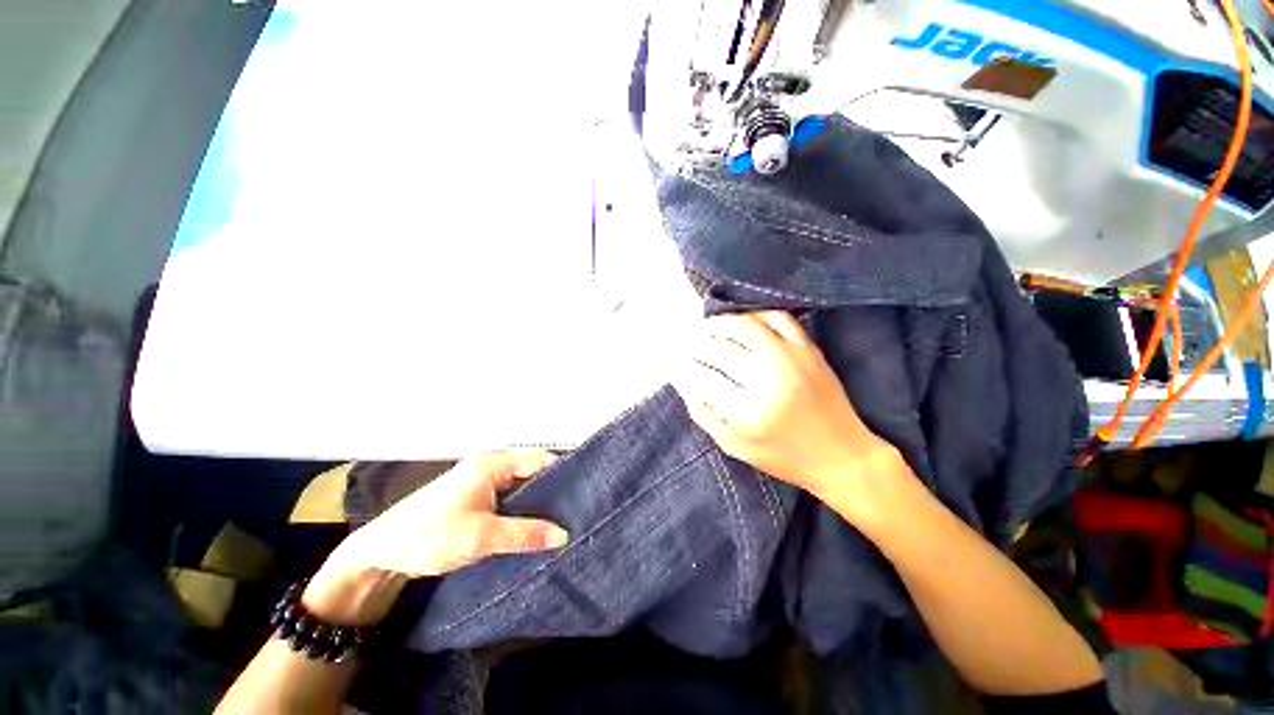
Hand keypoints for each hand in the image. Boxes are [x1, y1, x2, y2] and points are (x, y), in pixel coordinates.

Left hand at [304, 451, 568, 625]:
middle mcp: (490, 466)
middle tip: (576, 510)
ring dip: (538, 502)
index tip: (584, 492)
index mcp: (492, 463)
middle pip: (532, 471)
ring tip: (562, 519)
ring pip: (521, 486)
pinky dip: (523, 509)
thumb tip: (564, 535)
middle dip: (553, 490)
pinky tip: (535, 526)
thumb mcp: (481, 537)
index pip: (539, 459)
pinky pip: (510, 498)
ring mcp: (482, 481)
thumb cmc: (430, 536)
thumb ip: (525, 533)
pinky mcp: (476, 497)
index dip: (562, 473)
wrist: (381, 554)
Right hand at [672, 311, 903, 503]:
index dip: (685, 367)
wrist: (843, 456)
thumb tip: (682, 380)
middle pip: (720, 350)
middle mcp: (768, 380)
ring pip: (746, 327)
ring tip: (708, 327)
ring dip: (720, 323)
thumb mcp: (735, 447)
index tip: (677, 362)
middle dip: (698, 346)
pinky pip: (779, 319)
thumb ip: (703, 414)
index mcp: (748, 412)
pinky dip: (757, 314)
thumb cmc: (784, 458)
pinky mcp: (810, 350)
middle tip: (689, 345)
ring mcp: (792, 360)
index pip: (703, 377)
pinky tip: (743, 321)